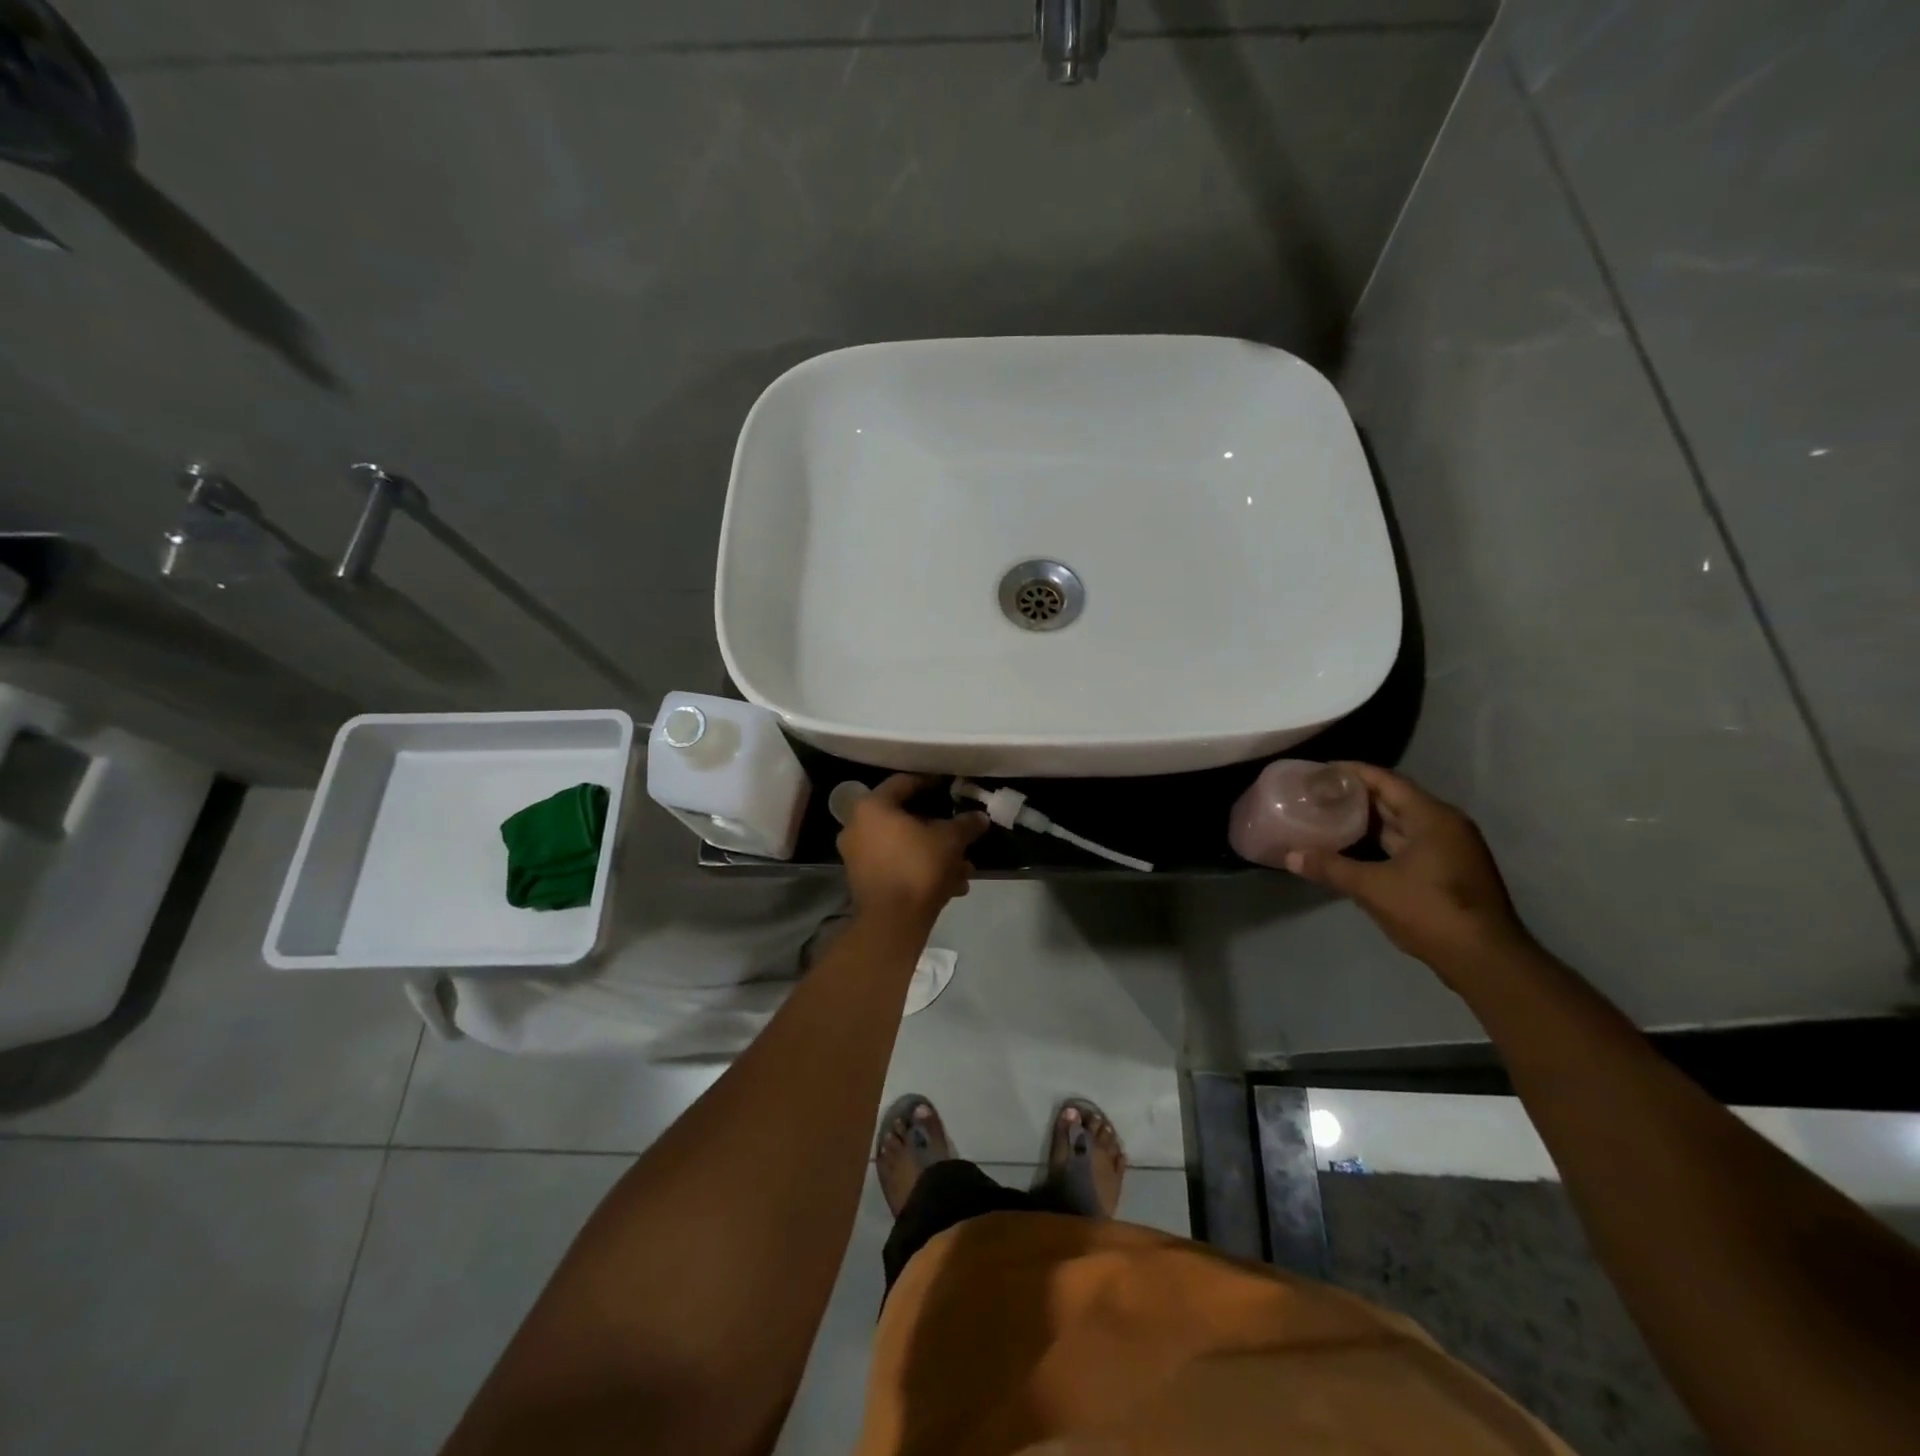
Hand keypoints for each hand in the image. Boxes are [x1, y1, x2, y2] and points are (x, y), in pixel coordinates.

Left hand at [837, 775, 989, 924]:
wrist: (892, 921)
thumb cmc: (918, 866)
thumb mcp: (950, 840)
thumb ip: (965, 824)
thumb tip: (981, 817)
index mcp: (872, 807)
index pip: (903, 783)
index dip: (930, 783)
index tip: (950, 788)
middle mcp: (857, 827)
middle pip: (904, 818)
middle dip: (937, 828)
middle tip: (960, 833)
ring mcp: (857, 856)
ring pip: (903, 846)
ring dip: (934, 853)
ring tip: (963, 867)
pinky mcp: (864, 881)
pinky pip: (897, 866)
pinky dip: (920, 870)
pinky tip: (951, 885)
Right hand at [1284, 763, 1533, 977]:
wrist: (1485, 960)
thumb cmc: (1431, 912)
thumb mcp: (1373, 888)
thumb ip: (1330, 867)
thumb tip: (1291, 856)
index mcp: (1432, 818)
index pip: (1387, 781)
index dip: (1352, 772)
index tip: (1320, 770)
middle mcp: (1444, 825)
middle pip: (1394, 799)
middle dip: (1356, 795)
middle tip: (1318, 793)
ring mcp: (1449, 849)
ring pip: (1400, 824)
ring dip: (1367, 820)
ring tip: (1328, 817)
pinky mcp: (1448, 871)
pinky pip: (1407, 844)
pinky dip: (1380, 842)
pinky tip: (1352, 849)